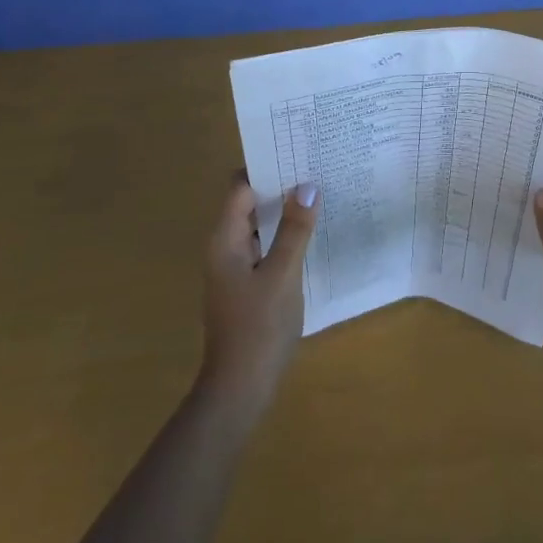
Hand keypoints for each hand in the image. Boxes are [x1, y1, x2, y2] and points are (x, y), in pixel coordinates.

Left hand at [196, 175, 318, 425]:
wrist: (239, 391)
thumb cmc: (258, 328)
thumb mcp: (282, 275)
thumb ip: (295, 230)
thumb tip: (307, 186)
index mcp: (225, 239)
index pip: (240, 187)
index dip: (265, 166)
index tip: (296, 150)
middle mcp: (224, 248)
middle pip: (248, 203)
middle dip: (278, 186)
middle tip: (315, 167)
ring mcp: (234, 269)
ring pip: (258, 226)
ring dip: (283, 211)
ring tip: (318, 194)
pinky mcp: (245, 286)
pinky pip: (264, 248)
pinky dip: (283, 236)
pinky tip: (310, 236)